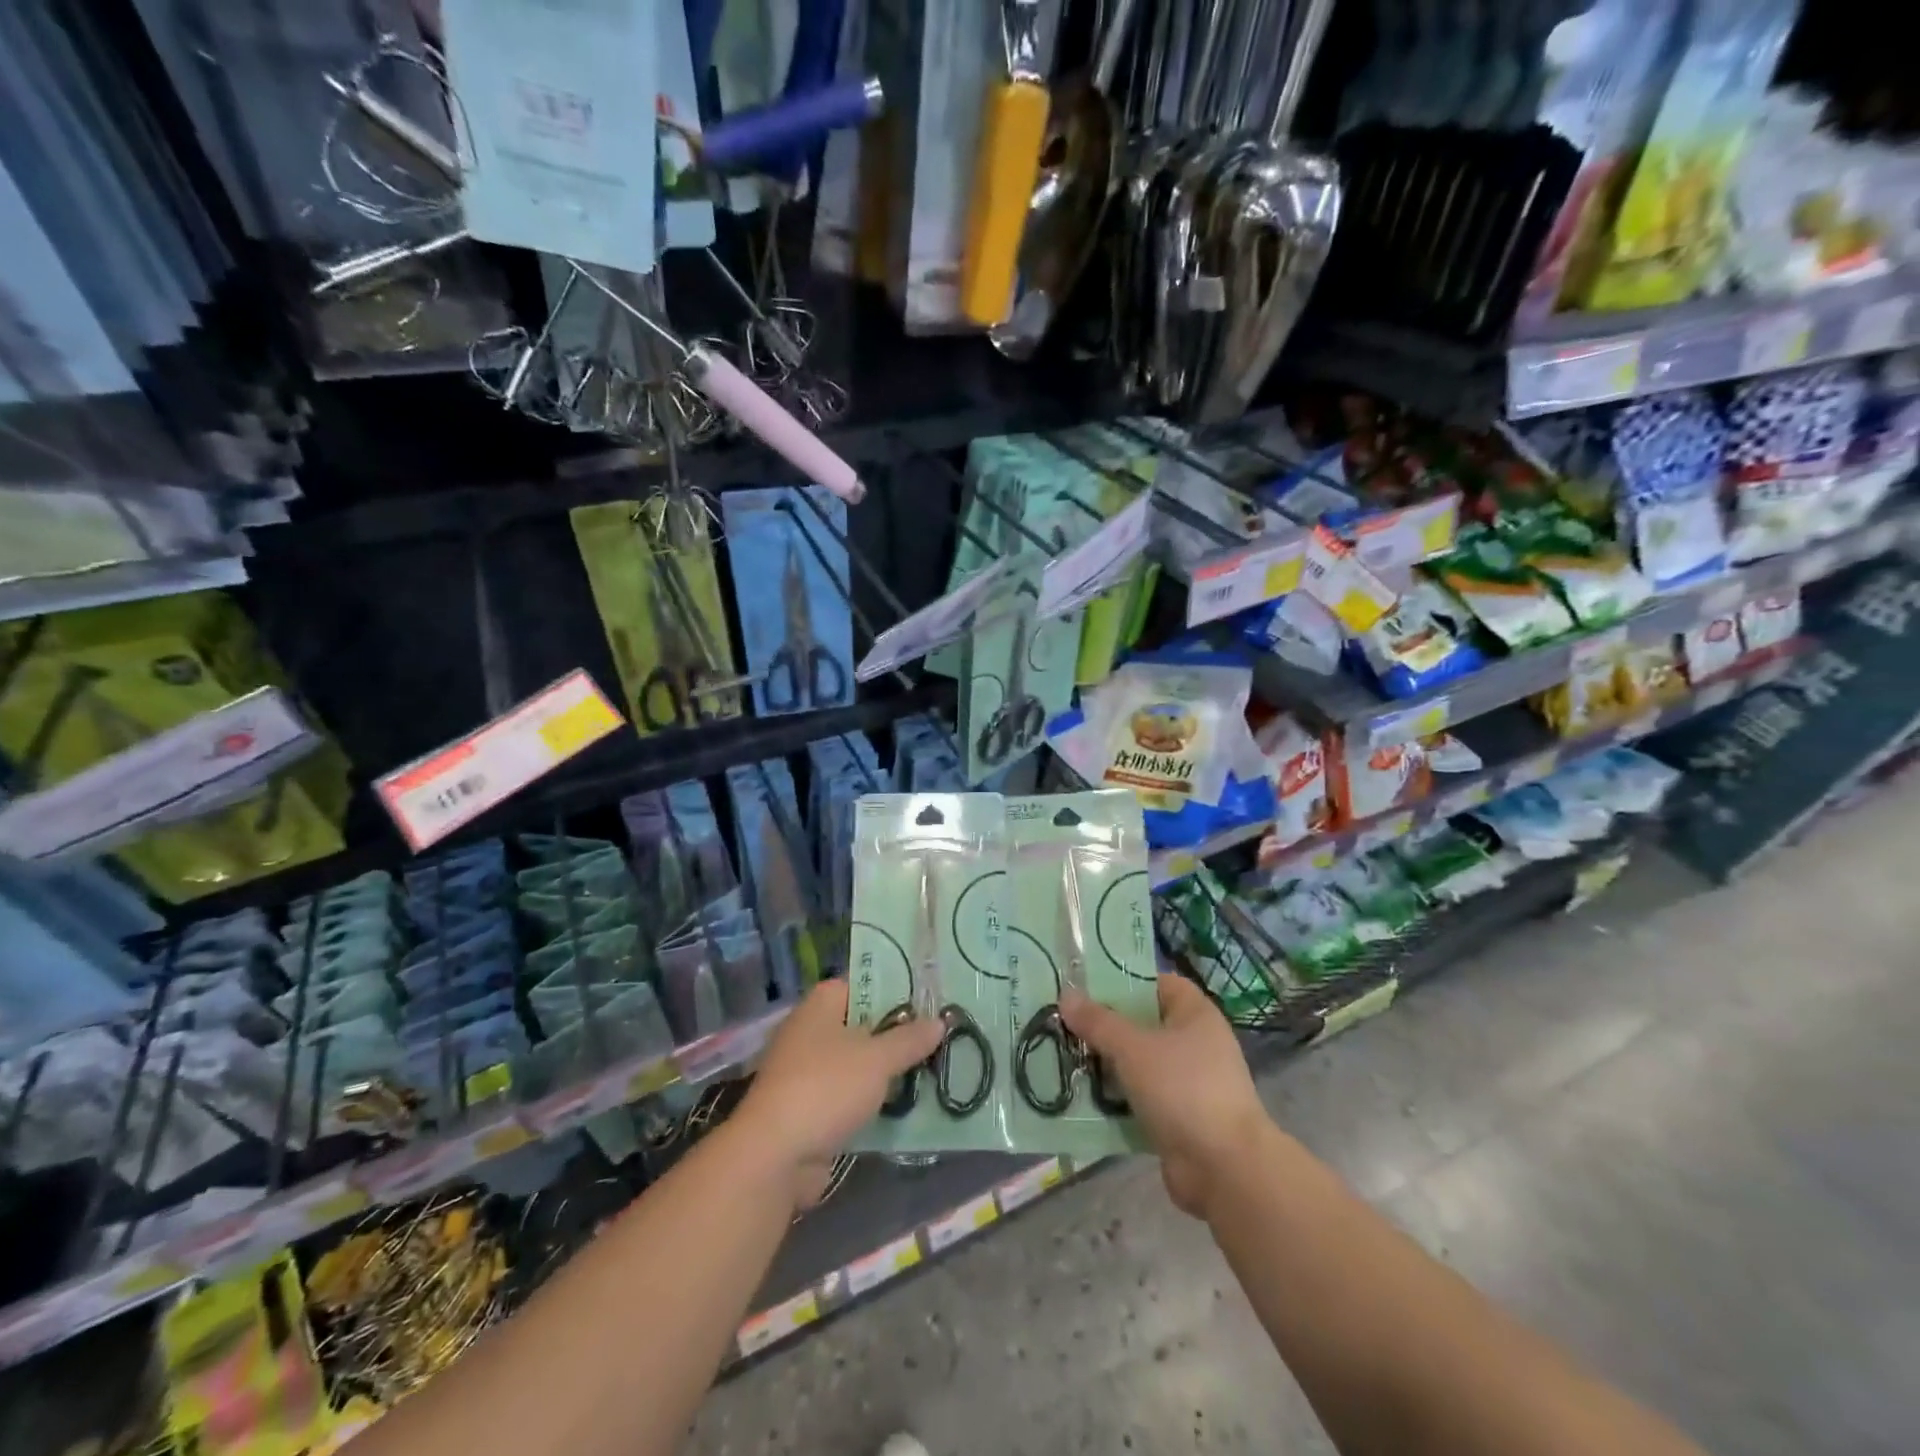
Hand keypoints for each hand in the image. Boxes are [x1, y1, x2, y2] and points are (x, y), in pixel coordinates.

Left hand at [734, 980, 941, 1209]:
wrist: (774, 1156)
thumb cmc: (826, 1088)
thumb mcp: (878, 1059)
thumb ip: (909, 1039)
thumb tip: (939, 1020)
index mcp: (821, 1005)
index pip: (863, 983)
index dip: (895, 990)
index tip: (928, 1002)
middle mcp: (810, 1030)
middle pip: (862, 1024)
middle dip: (897, 1034)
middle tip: (938, 1038)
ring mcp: (806, 1071)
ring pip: (857, 1063)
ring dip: (887, 1071)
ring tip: (931, 1070)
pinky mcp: (809, 1108)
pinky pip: (848, 1095)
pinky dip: (871, 1100)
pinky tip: (905, 1106)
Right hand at [1061, 975, 1268, 1219]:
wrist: (1224, 1168)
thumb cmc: (1182, 1089)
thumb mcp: (1133, 1048)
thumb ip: (1098, 1022)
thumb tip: (1066, 995)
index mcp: (1195, 1014)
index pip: (1157, 982)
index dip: (1123, 980)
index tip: (1085, 984)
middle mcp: (1195, 1042)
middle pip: (1143, 1023)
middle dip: (1105, 1025)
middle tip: (1064, 1021)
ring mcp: (1188, 1082)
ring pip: (1138, 1062)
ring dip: (1106, 1063)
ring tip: (1064, 1056)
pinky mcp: (1179, 1117)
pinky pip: (1140, 1097)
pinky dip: (1116, 1097)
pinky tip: (1082, 1096)